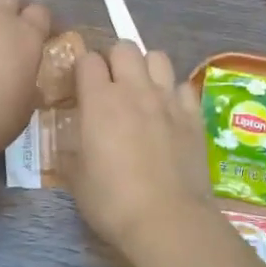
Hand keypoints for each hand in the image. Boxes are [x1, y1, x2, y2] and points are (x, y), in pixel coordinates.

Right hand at [70, 42, 213, 256]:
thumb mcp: (76, 178)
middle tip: (112, 84)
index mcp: (99, 100)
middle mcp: (134, 90)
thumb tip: (73, 140)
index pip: (87, 59)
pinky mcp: (193, 114)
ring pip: (158, 57)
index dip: (83, 69)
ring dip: (146, 68)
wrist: (167, 219)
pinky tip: (169, 112)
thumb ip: (72, 149)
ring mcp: (167, 99)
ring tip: (142, 90)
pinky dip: (174, 92)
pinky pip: (183, 85)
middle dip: (115, 59)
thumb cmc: (112, 201)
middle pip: (125, 47)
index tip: (81, 86)